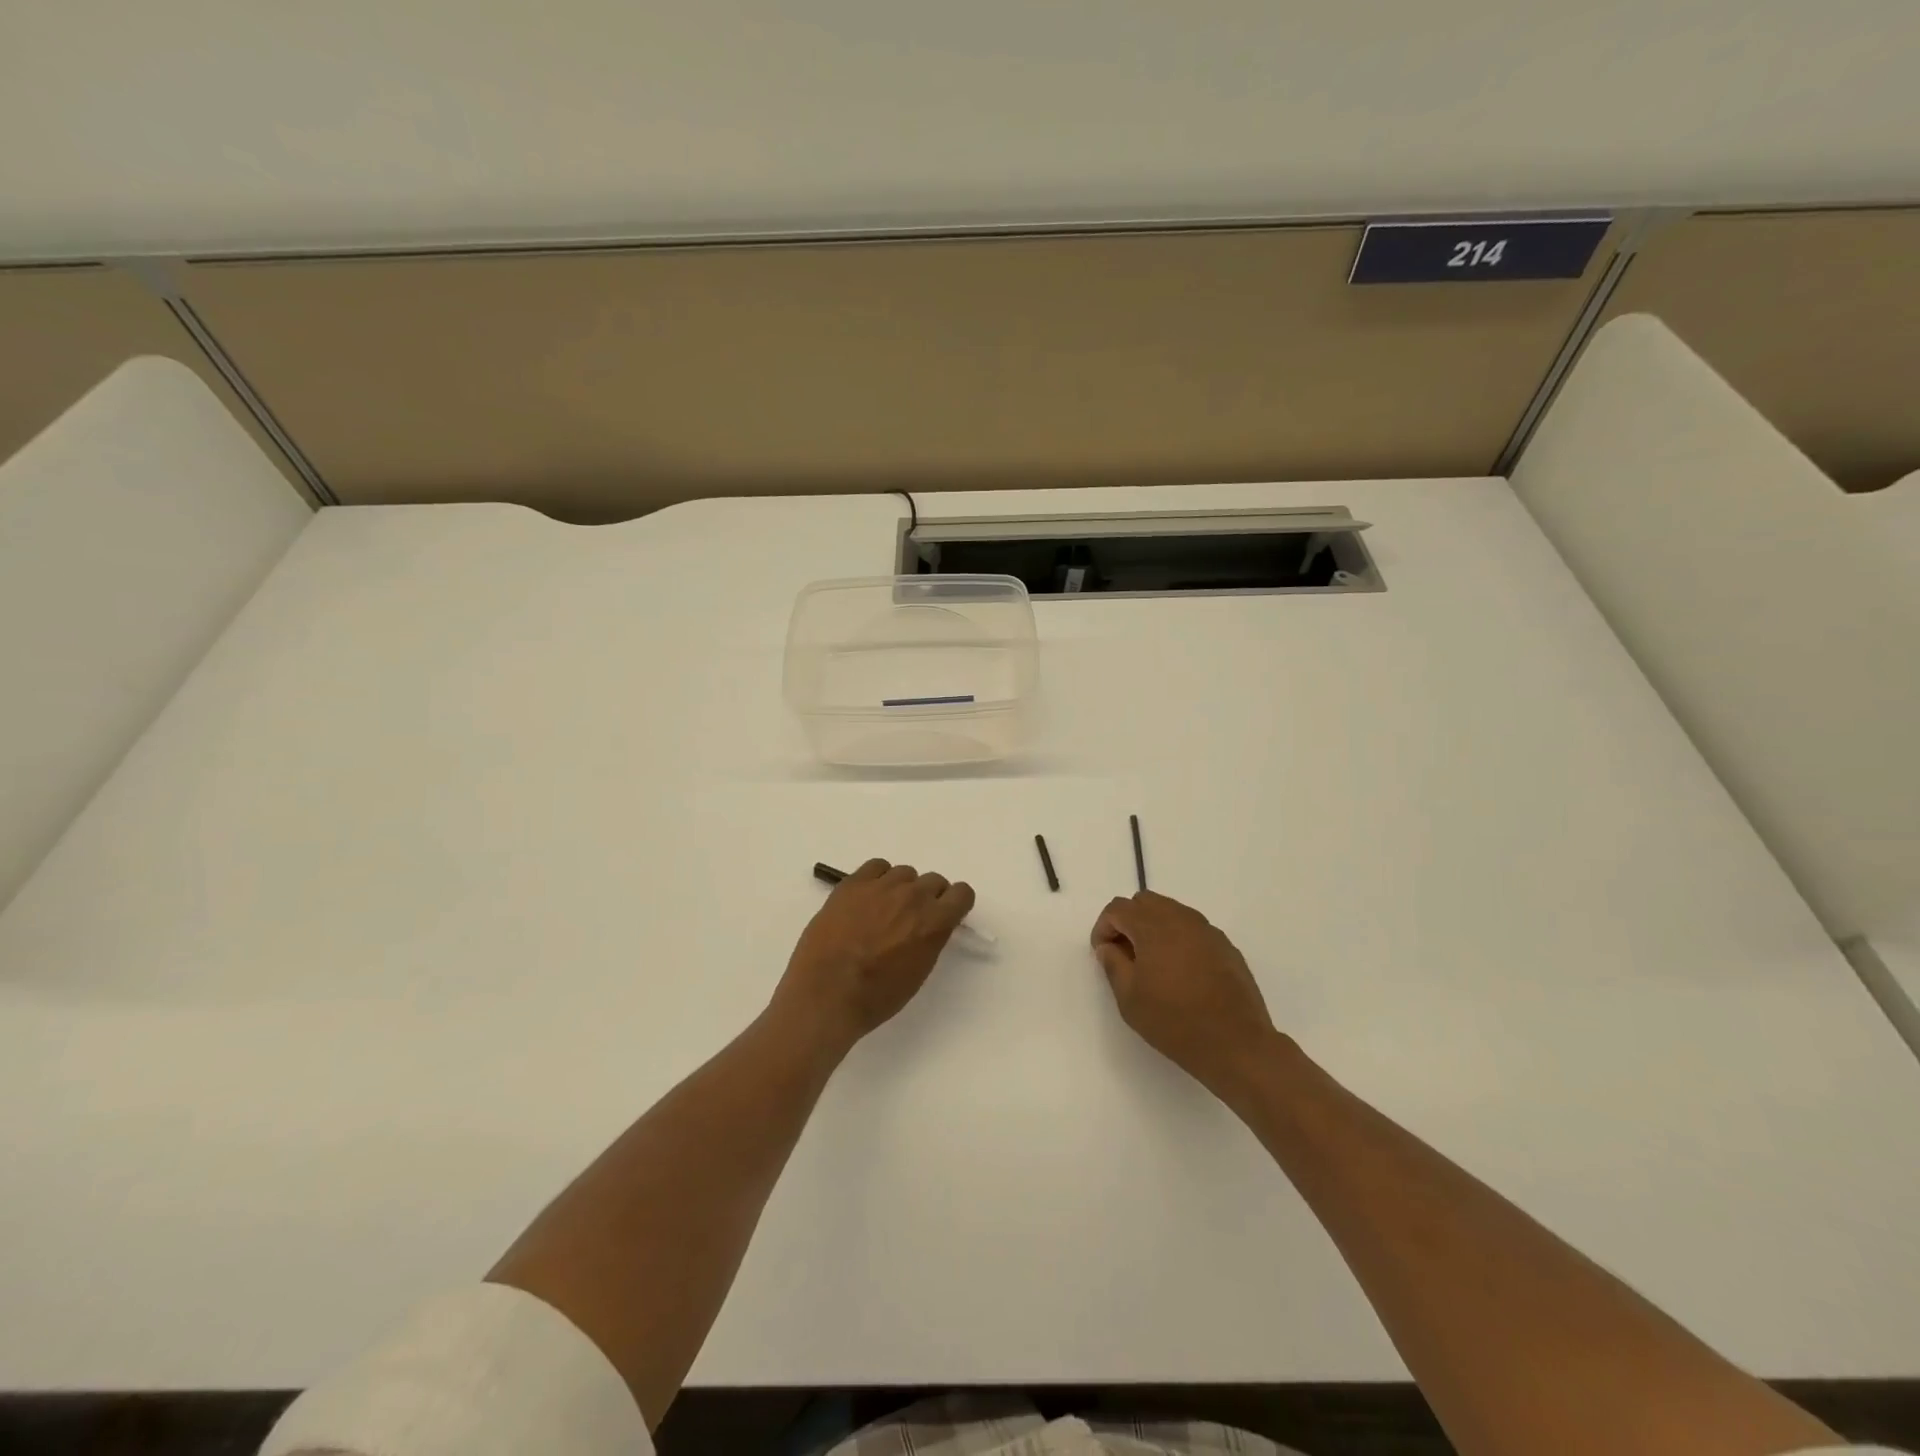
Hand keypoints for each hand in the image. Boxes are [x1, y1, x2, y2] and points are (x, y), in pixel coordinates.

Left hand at [774, 859, 975, 1053]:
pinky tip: (867, 898)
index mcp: (934, 922)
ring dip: (901, 888)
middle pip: (934, 881)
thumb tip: (927, 926)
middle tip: (909, 919)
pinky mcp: (853, 883)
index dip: (954, 904)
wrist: (826, 994)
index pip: (962, 893)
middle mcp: (913, 897)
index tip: (943, 916)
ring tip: (882, 910)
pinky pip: (877, 866)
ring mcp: (881, 886)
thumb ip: (930, 939)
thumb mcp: (918, 972)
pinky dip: (877, 878)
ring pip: (905, 873)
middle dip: (927, 897)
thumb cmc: (875, 997)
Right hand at [1091, 891, 1277, 1100]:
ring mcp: (1207, 930)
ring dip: (1154, 927)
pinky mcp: (1225, 946)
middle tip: (1125, 954)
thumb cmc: (1174, 1021)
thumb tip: (1108, 947)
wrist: (1235, 1044)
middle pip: (1145, 902)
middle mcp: (1181, 918)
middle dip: (1128, 921)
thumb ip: (1113, 964)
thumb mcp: (1129, 998)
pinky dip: (1178, 938)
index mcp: (1153, 926)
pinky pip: (1193, 929)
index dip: (1103, 927)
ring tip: (1153, 963)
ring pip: (1171, 911)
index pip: (1118, 908)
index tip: (1103, 953)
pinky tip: (1181, 972)